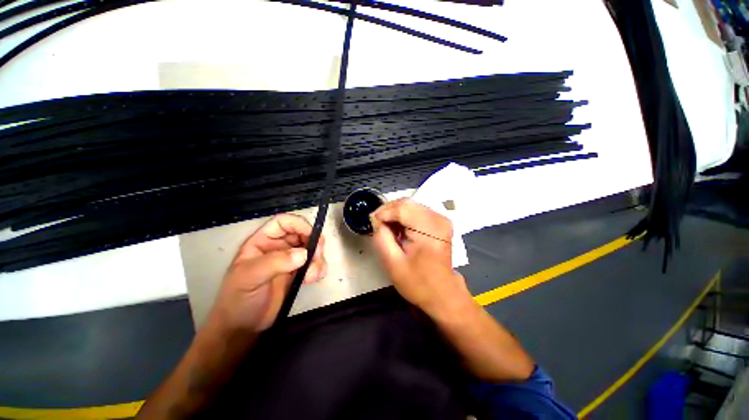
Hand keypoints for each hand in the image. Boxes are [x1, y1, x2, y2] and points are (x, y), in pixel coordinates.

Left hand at [209, 214, 326, 333]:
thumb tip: (304, 254)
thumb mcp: (250, 278)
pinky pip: (314, 264)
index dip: (299, 224)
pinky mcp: (298, 273)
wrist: (243, 328)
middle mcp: (278, 247)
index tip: (313, 236)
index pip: (284, 222)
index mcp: (263, 241)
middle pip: (303, 234)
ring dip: (318, 259)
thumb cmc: (239, 300)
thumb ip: (275, 263)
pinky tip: (313, 279)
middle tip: (318, 256)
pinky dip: (319, 268)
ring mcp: (290, 260)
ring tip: (313, 275)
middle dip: (314, 243)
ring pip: (311, 249)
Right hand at [370, 198, 472, 318]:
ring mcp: (441, 219)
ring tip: (387, 227)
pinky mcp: (440, 222)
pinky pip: (417, 210)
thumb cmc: (418, 282)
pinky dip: (404, 216)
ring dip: (395, 213)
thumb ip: (382, 237)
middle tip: (377, 223)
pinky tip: (398, 228)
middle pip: (407, 203)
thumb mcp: (393, 263)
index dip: (384, 212)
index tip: (372, 221)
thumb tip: (376, 219)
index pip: (402, 208)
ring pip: (411, 204)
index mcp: (429, 231)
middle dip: (388, 211)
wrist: (442, 293)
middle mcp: (438, 219)